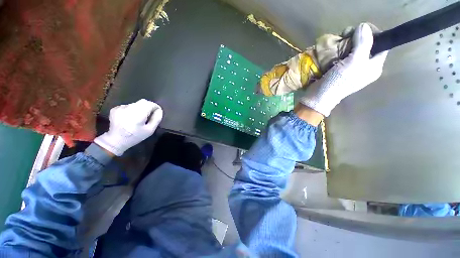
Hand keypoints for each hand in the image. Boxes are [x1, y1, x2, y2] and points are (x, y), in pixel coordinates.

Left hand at [94, 99, 162, 155]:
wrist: (116, 140)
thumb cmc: (135, 136)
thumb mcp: (150, 130)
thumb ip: (156, 119)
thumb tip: (159, 110)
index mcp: (138, 115)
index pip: (150, 104)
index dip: (156, 107)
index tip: (157, 112)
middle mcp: (129, 109)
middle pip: (143, 102)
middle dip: (149, 106)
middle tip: (150, 114)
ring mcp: (121, 108)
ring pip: (136, 103)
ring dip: (140, 108)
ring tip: (139, 117)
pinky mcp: (115, 108)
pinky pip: (128, 105)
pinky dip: (132, 110)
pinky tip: (130, 117)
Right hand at [299, 23, 387, 116]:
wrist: (319, 96)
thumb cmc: (338, 82)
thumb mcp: (354, 62)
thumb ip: (363, 43)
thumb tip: (364, 26)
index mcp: (374, 67)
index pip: (381, 44)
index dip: (373, 33)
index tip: (360, 28)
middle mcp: (364, 67)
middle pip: (366, 45)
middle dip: (357, 37)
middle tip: (346, 35)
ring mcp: (351, 68)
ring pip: (353, 49)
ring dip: (346, 43)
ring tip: (337, 41)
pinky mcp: (338, 70)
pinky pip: (342, 55)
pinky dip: (338, 50)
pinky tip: (333, 49)